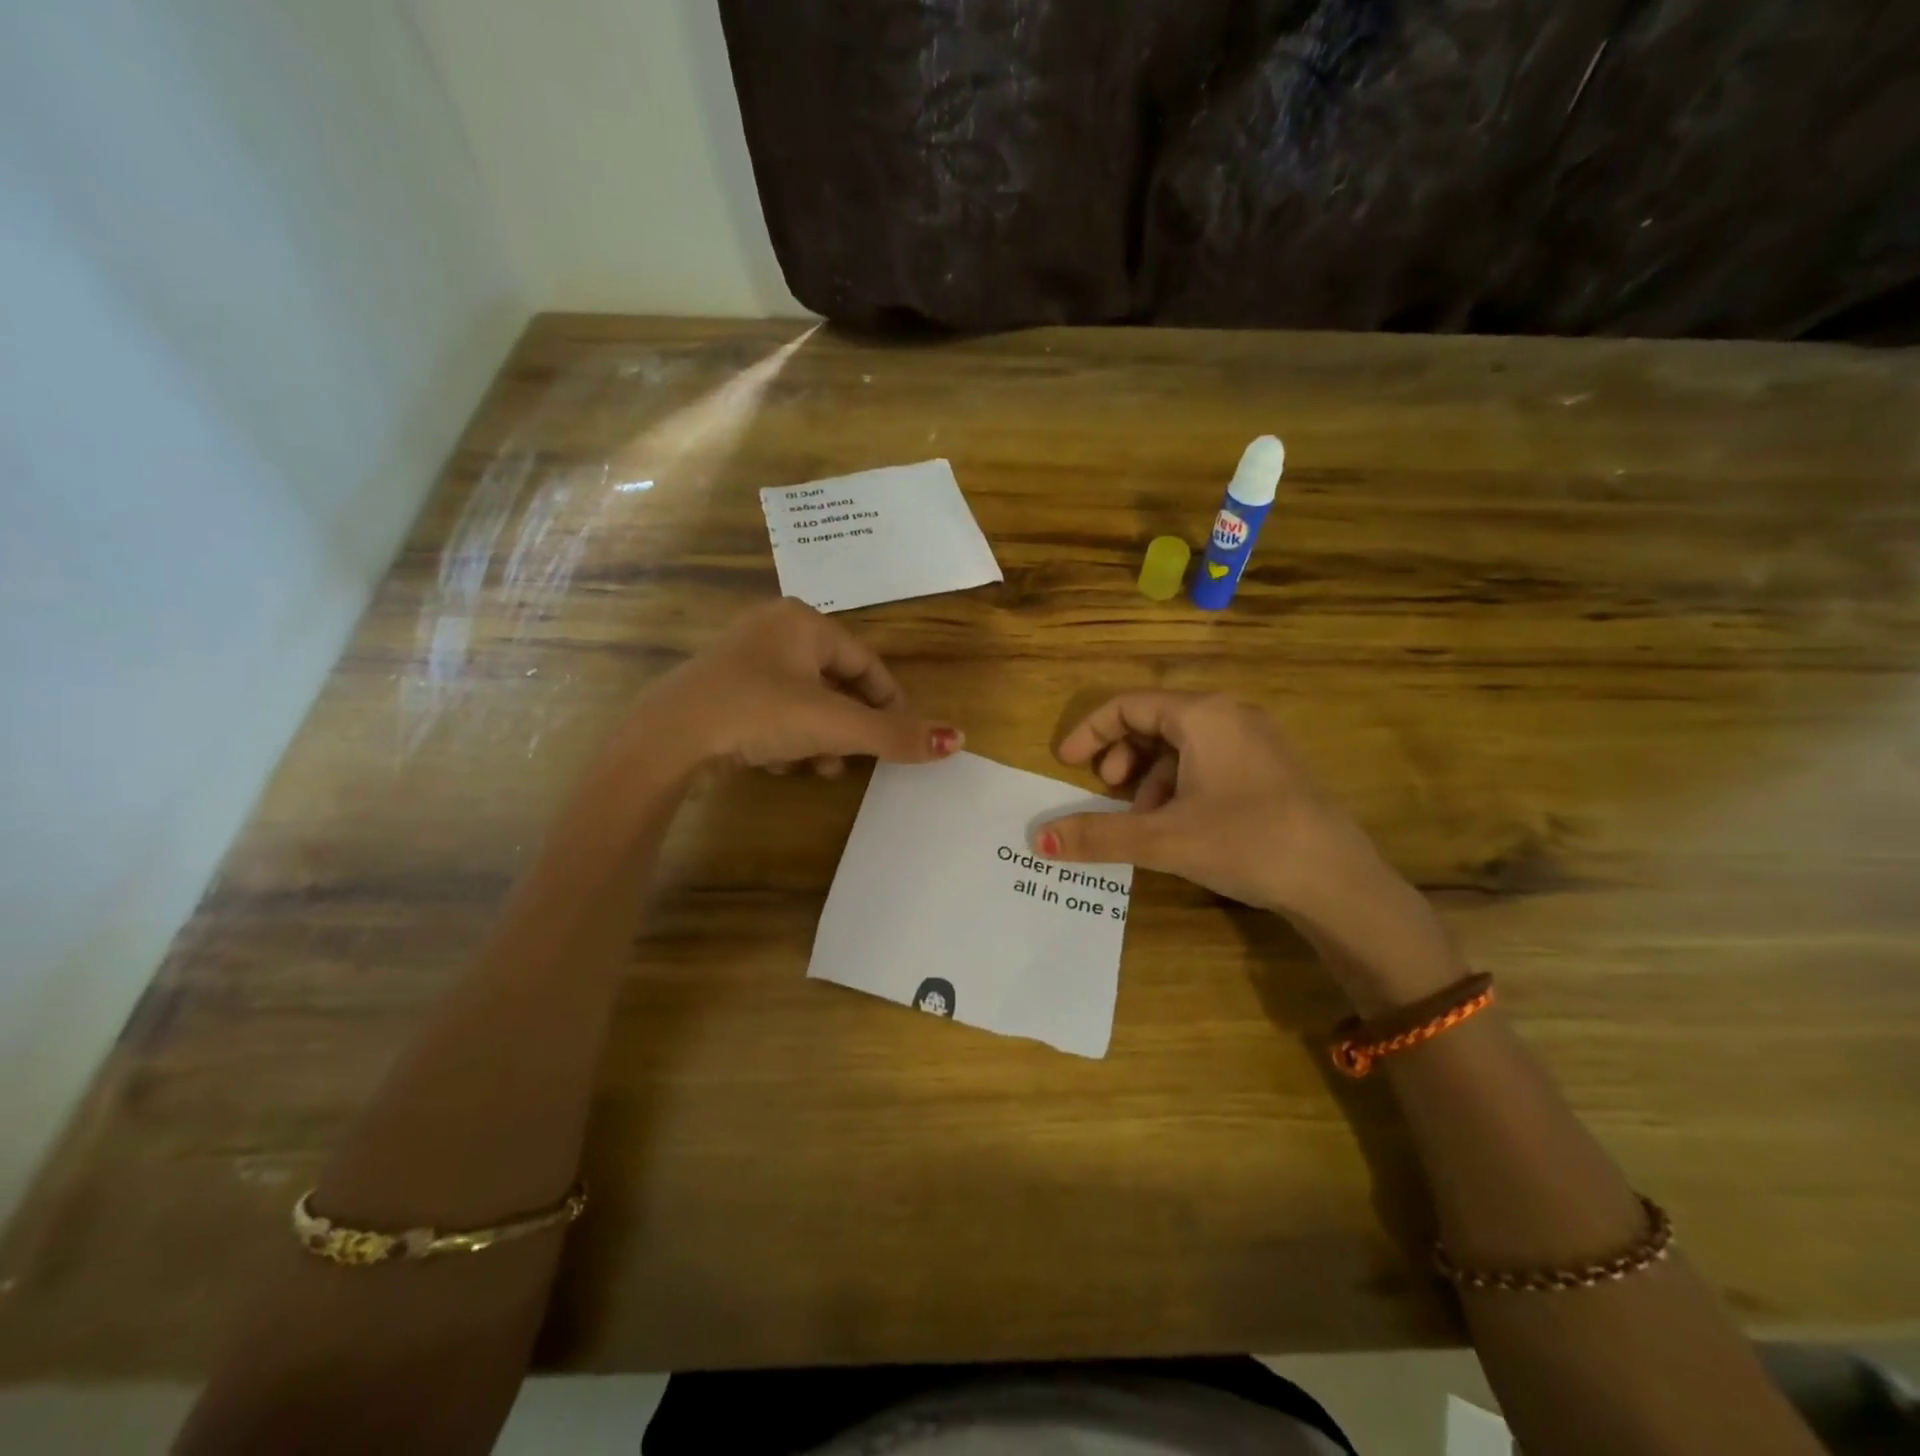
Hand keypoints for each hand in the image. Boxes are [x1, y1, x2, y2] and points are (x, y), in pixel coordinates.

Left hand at [634, 599, 961, 773]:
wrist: (667, 738)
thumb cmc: (758, 713)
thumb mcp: (834, 725)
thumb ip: (895, 734)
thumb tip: (958, 739)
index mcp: (803, 622)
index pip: (866, 663)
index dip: (890, 703)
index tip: (902, 738)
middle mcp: (773, 630)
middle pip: (835, 684)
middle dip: (849, 728)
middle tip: (856, 759)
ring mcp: (742, 659)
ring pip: (803, 701)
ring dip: (818, 738)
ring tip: (818, 769)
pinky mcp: (720, 689)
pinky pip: (771, 711)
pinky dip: (784, 737)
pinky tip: (778, 764)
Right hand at [1032, 693, 1458, 1009]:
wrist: (1338, 881)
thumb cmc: (1246, 842)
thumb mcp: (1163, 838)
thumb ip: (1098, 835)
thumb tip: (1037, 840)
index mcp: (1203, 715)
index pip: (1128, 705)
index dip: (1090, 731)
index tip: (1065, 764)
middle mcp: (1230, 715)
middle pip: (1155, 720)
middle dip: (1121, 754)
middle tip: (1107, 790)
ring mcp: (1256, 740)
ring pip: (1182, 744)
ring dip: (1150, 776)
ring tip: (1142, 818)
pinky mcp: (1270, 767)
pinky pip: (1208, 760)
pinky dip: (1180, 784)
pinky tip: (1179, 824)